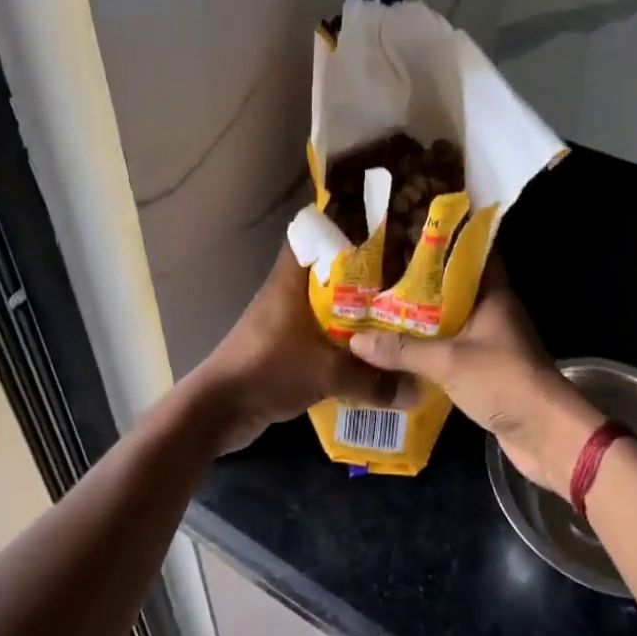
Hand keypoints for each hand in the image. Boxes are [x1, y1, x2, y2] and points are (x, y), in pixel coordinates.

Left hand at [188, 246, 414, 454]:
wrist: (219, 409)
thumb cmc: (268, 370)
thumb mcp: (326, 373)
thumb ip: (372, 380)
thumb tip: (417, 389)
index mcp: (291, 279)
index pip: (313, 233)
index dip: (344, 225)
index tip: (380, 228)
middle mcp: (286, 291)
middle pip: (327, 269)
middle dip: (362, 273)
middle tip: (402, 274)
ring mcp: (283, 318)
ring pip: (325, 302)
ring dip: (353, 309)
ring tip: (394, 311)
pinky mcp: (282, 344)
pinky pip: (319, 331)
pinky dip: (341, 337)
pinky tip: (368, 350)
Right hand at [349, 263, 601, 495]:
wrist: (545, 434)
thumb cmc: (503, 380)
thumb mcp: (448, 361)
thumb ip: (402, 350)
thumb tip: (356, 341)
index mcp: (492, 293)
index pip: (468, 254)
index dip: (441, 241)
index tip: (407, 234)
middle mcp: (492, 310)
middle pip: (453, 286)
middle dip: (419, 281)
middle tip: (379, 272)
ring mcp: (490, 340)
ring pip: (450, 319)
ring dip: (421, 317)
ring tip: (379, 306)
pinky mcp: (485, 368)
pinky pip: (451, 348)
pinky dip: (428, 347)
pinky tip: (398, 348)